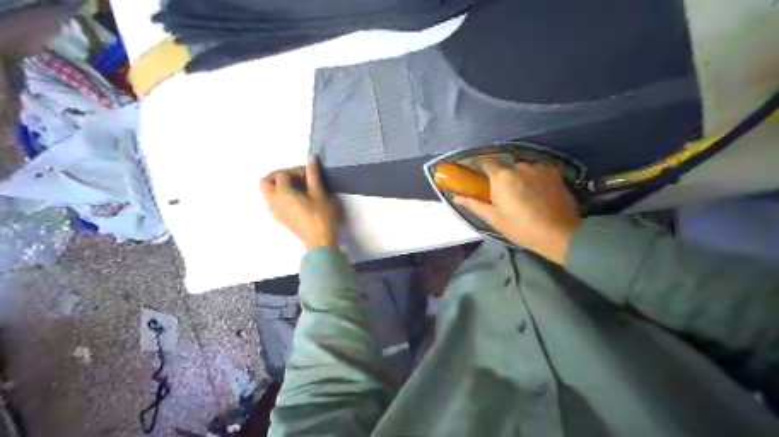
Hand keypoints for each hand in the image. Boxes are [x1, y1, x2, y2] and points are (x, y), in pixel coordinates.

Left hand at [260, 158, 339, 250]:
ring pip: (268, 194)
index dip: (296, 170)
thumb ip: (313, 175)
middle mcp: (274, 201)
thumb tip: (311, 160)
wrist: (320, 240)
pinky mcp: (280, 219)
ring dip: (278, 186)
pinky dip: (280, 197)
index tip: (309, 173)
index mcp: (282, 193)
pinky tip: (295, 199)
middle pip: (266, 182)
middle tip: (295, 177)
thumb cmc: (321, 216)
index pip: (282, 174)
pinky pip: (273, 203)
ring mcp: (275, 212)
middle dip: (279, 176)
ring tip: (296, 187)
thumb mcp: (319, 193)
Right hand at [458, 159, 576, 263]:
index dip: (481, 167)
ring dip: (519, 176)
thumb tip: (456, 197)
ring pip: (522, 167)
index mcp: (501, 177)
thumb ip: (474, 204)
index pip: (485, 161)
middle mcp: (519, 166)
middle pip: (505, 165)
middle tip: (504, 195)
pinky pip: (537, 170)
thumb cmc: (521, 228)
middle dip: (502, 176)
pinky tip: (538, 192)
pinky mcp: (554, 171)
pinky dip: (534, 177)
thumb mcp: (494, 219)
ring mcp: (538, 167)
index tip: (479, 177)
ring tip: (524, 195)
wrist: (559, 234)